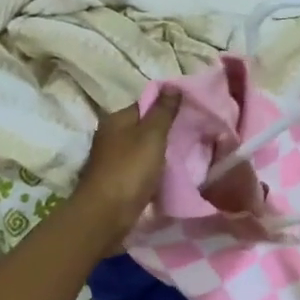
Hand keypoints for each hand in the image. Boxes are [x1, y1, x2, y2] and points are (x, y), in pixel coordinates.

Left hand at [71, 91, 180, 251]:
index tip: (190, 114)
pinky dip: (153, 170)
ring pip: (142, 150)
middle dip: (165, 131)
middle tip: (192, 135)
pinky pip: (140, 169)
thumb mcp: (151, 135)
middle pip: (143, 128)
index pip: (144, 104)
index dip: (167, 107)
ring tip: (185, 155)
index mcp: (116, 119)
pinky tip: (169, 175)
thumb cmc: (130, 170)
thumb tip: (172, 85)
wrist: (107, 214)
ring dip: (159, 153)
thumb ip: (163, 111)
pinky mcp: (116, 181)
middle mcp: (110, 136)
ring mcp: (111, 160)